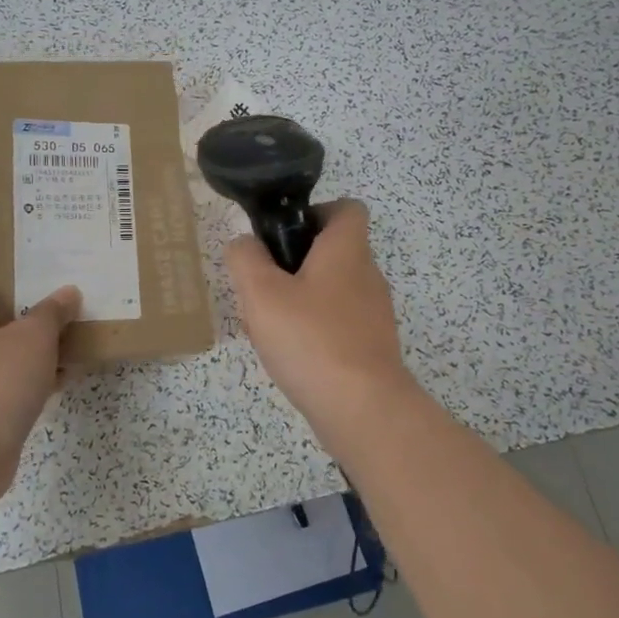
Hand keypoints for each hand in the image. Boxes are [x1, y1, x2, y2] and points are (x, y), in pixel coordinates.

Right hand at [224, 200, 416, 439]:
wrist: (362, 408)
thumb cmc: (310, 338)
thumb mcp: (261, 292)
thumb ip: (246, 259)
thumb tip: (244, 244)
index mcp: (347, 250)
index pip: (347, 208)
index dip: (315, 212)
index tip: (283, 235)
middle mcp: (367, 275)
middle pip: (333, 252)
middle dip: (294, 263)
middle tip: (261, 286)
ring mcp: (373, 314)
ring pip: (331, 291)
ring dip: (300, 300)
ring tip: (268, 325)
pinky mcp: (371, 347)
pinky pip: (338, 325)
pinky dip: (314, 331)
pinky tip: (290, 355)